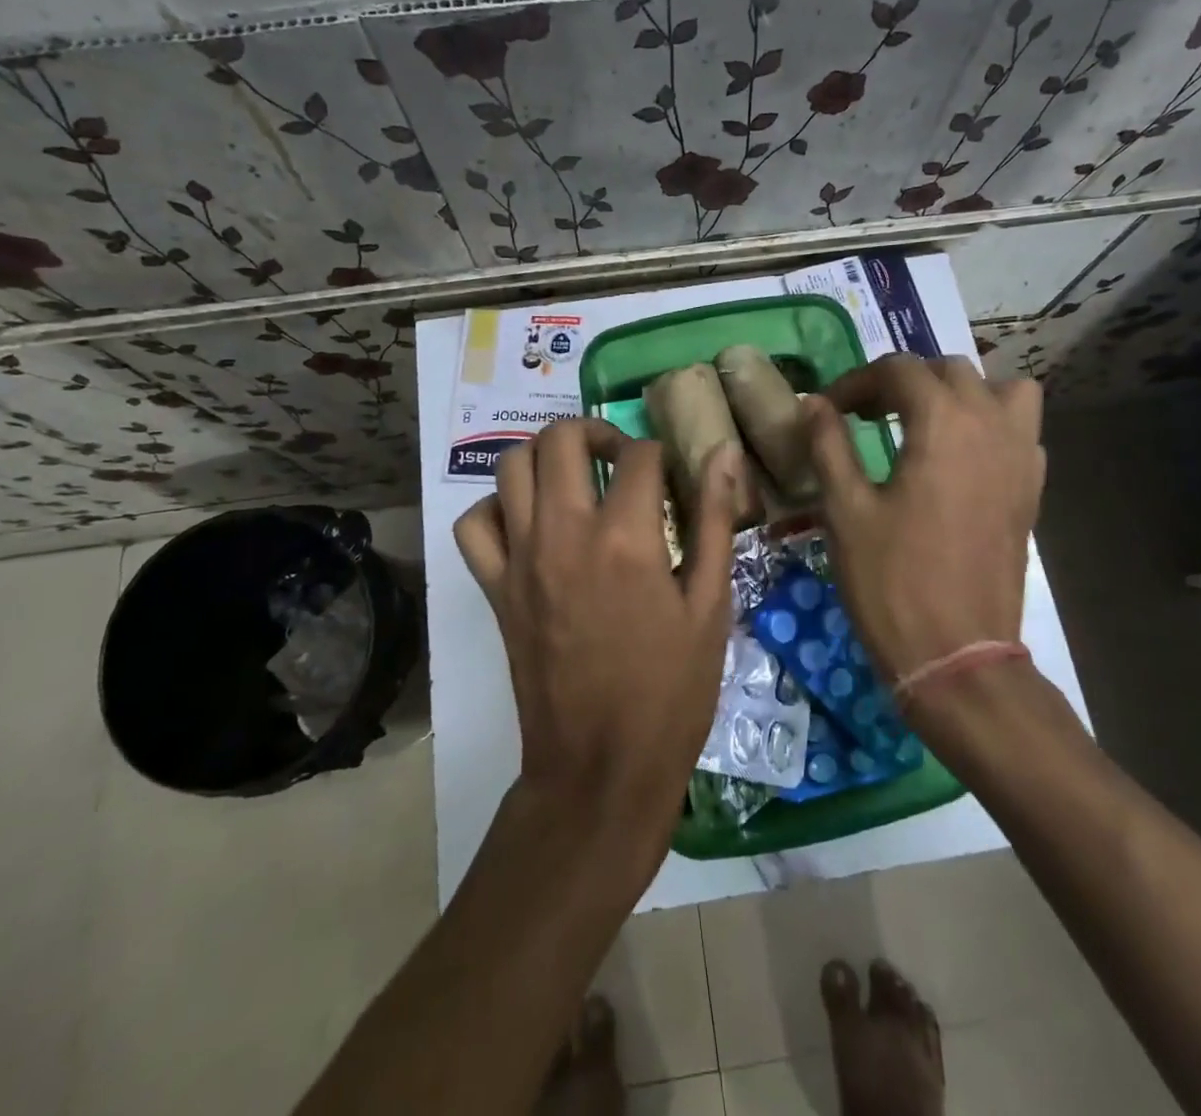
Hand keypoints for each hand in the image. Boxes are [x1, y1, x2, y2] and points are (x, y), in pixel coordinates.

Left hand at [453, 419, 741, 857]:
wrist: (600, 768)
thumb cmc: (670, 692)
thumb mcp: (711, 607)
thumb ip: (716, 522)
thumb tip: (725, 454)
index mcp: (627, 538)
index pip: (640, 455)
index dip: (662, 456)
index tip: (673, 478)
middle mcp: (564, 533)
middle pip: (562, 438)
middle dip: (596, 432)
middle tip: (621, 458)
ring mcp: (520, 559)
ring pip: (511, 465)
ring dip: (545, 456)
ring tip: (576, 478)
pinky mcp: (494, 588)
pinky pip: (475, 524)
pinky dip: (498, 507)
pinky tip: (530, 523)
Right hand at [805, 355, 1045, 685]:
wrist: (958, 655)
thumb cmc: (892, 581)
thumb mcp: (845, 509)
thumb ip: (829, 444)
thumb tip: (813, 403)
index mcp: (943, 423)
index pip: (899, 371)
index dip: (857, 382)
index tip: (829, 409)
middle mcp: (991, 426)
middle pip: (949, 371)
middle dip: (903, 381)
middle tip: (866, 414)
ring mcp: (1020, 458)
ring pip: (1001, 390)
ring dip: (960, 392)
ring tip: (925, 421)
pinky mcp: (1031, 490)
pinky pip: (1020, 430)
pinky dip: (991, 424)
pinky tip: (960, 457)